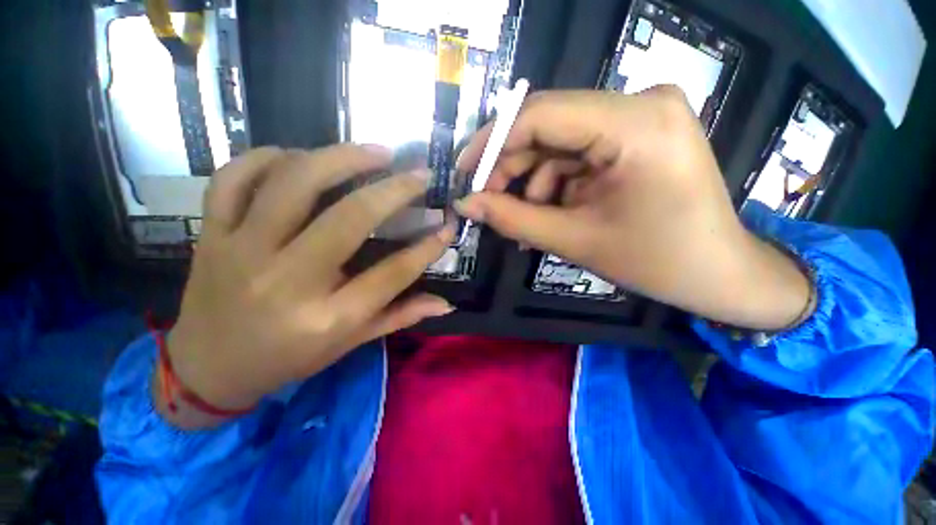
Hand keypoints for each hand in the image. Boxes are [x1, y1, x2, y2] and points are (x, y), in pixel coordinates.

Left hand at [163, 146, 454, 426]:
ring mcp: (242, 252)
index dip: (427, 248)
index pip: (393, 273)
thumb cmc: (287, 360)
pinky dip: (267, 157)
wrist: (207, 369)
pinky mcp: (212, 236)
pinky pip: (233, 179)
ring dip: (341, 158)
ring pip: (293, 184)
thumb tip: (446, 304)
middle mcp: (287, 281)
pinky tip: (298, 156)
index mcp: (327, 317)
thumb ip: (400, 317)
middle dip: (395, 190)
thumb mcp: (349, 344)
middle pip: (350, 219)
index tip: (447, 226)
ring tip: (374, 152)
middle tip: (419, 174)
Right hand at [456, 86, 810, 329]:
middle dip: (511, 168)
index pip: (540, 114)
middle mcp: (642, 103)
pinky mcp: (639, 134)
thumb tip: (465, 204)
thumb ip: (512, 218)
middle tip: (488, 203)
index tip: (465, 173)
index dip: (492, 142)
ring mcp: (643, 116)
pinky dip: (557, 185)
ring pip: (559, 144)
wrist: (721, 274)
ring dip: (534, 184)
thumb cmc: (657, 263)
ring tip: (527, 224)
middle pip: (548, 125)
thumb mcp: (574, 240)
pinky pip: (579, 154)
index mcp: (636, 124)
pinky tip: (552, 215)